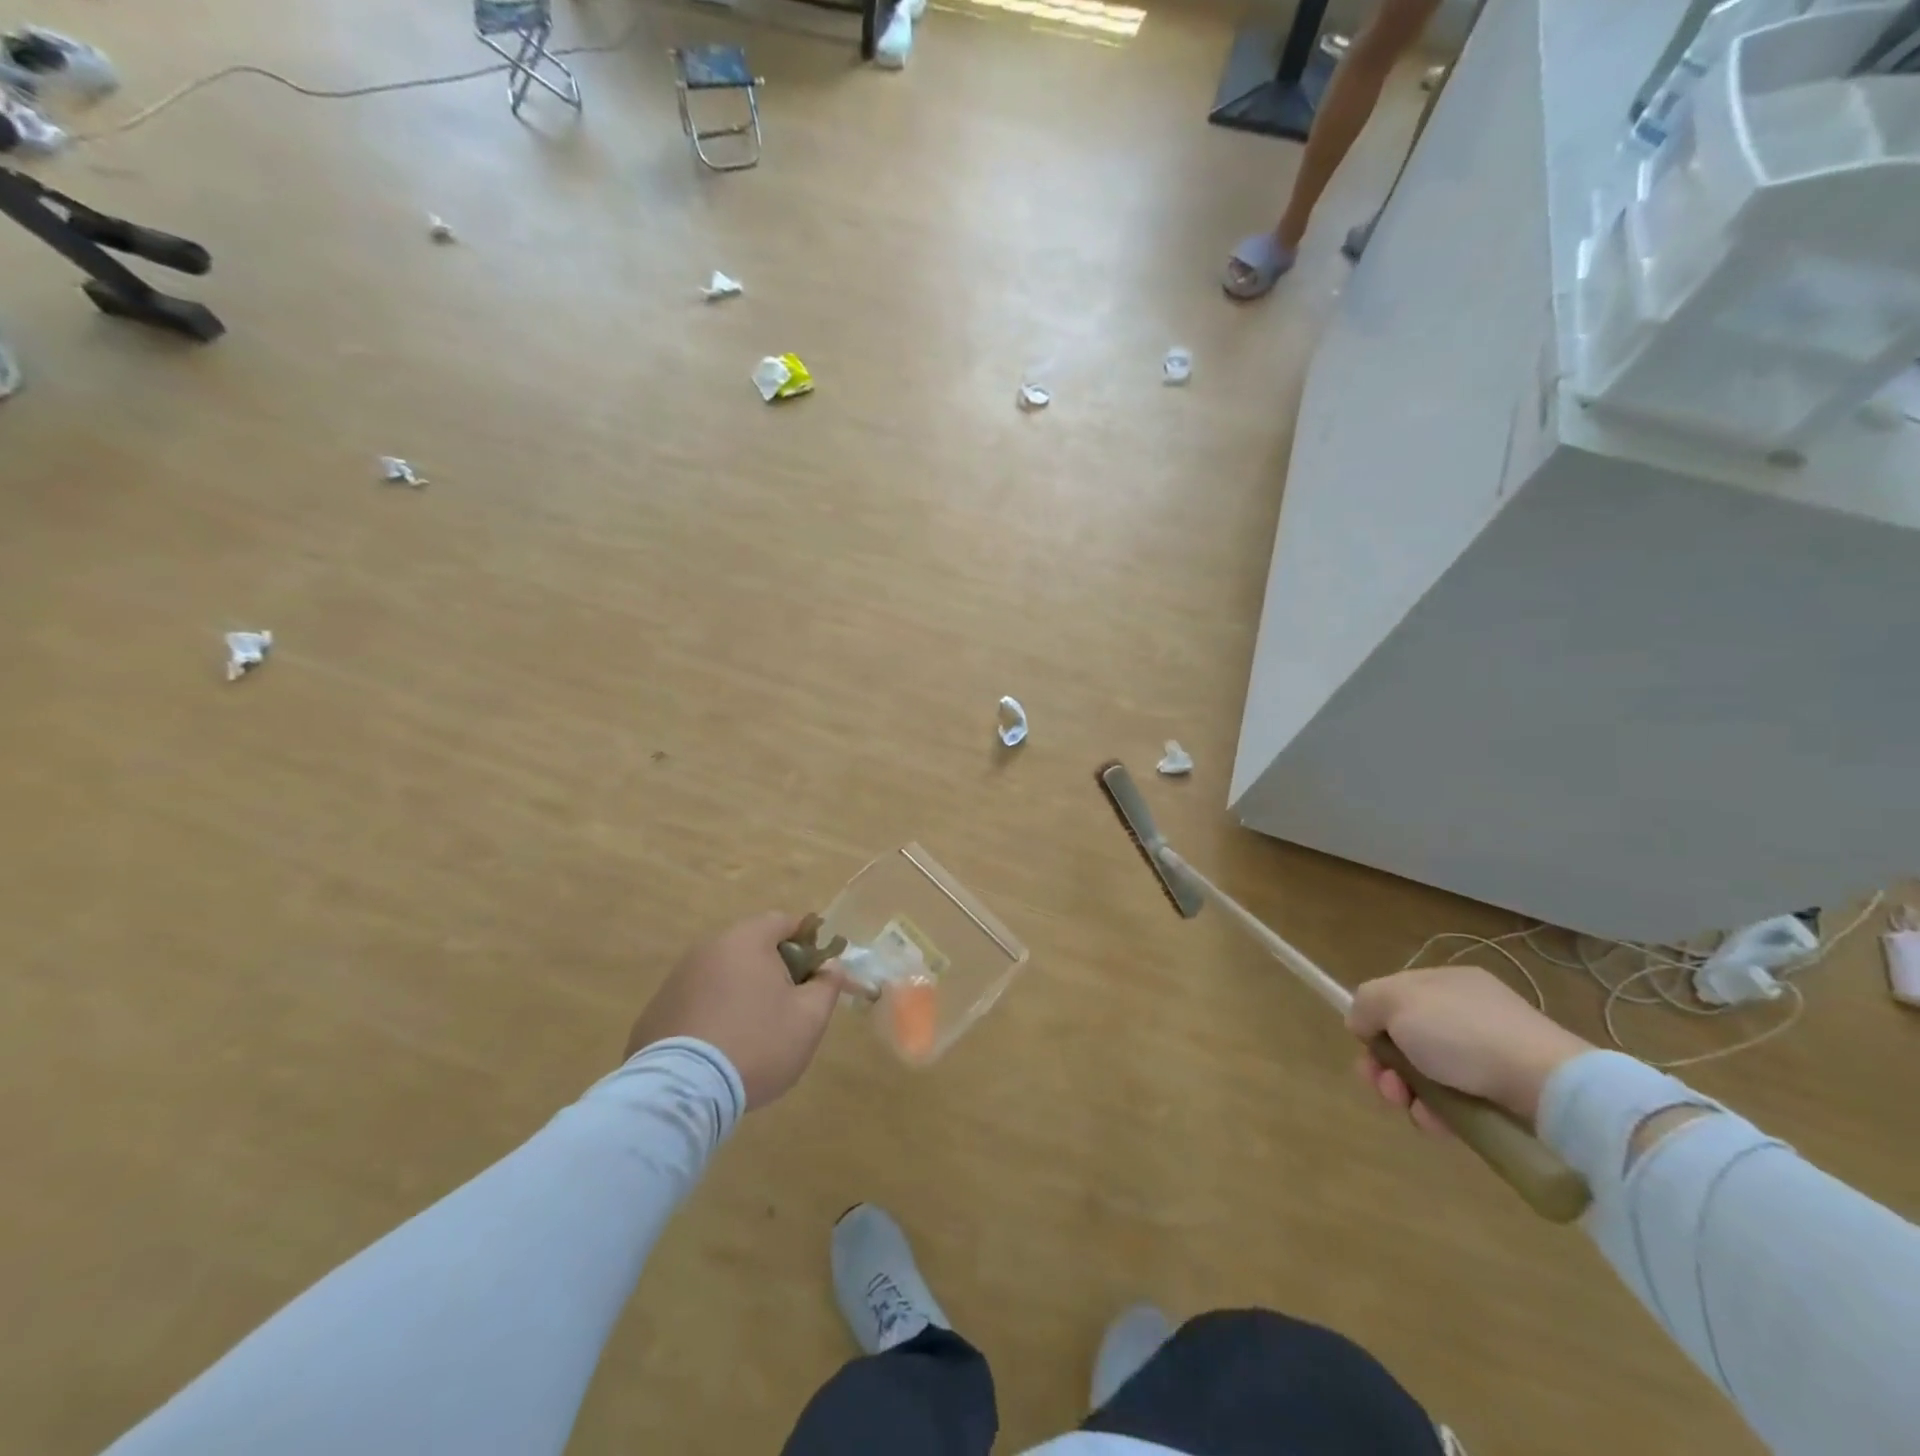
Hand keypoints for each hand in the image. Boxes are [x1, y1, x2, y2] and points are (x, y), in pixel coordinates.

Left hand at [625, 912, 845, 1108]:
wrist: (683, 1092)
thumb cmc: (757, 1044)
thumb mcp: (809, 1018)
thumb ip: (827, 985)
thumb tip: (830, 966)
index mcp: (746, 941)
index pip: (783, 922)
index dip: (806, 941)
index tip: (816, 971)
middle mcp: (707, 949)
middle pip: (750, 947)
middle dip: (773, 969)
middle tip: (788, 1005)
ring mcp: (676, 980)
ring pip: (721, 975)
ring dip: (740, 992)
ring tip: (752, 1033)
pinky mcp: (655, 1012)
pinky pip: (695, 1003)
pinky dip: (710, 1015)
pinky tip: (718, 1050)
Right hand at [1345, 966, 1591, 1132]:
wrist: (1546, 1086)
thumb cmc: (1462, 1033)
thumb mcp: (1396, 1001)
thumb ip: (1366, 1004)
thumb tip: (1361, 1023)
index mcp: (1444, 982)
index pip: (1393, 998)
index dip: (1372, 1022)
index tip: (1365, 1046)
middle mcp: (1466, 1013)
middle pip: (1406, 1039)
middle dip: (1385, 1065)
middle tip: (1383, 1084)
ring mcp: (1489, 1054)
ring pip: (1427, 1074)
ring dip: (1406, 1092)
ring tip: (1410, 1107)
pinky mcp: (1506, 1094)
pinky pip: (1456, 1100)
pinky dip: (1438, 1112)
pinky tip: (1436, 1122)